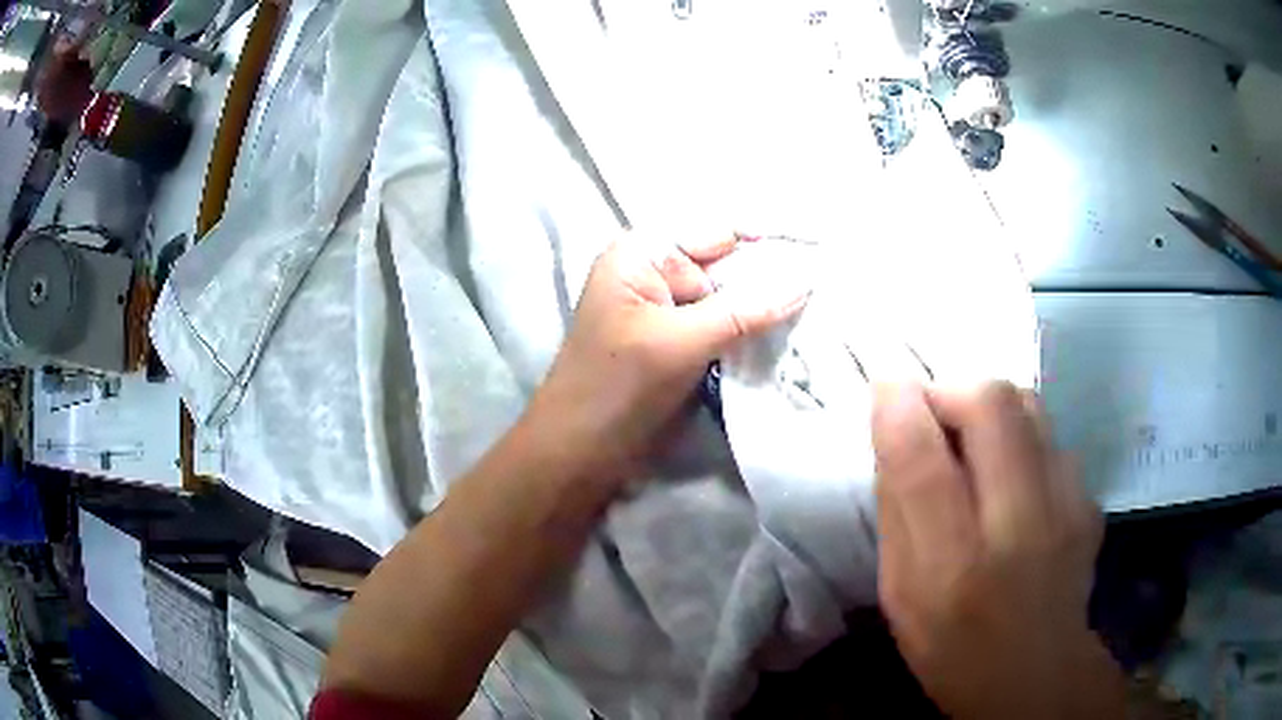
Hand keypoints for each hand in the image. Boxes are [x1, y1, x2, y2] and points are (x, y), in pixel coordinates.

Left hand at [526, 233, 808, 482]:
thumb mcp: (680, 342)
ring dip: (766, 309)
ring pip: (729, 299)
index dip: (767, 239)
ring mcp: (668, 310)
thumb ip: (745, 311)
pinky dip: (751, 333)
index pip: (716, 232)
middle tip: (827, 285)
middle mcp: (656, 273)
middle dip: (772, 277)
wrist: (580, 453)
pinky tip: (787, 336)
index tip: (819, 246)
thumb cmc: (616, 387)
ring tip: (817, 311)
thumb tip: (805, 281)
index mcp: (642, 254)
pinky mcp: (679, 344)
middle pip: (727, 264)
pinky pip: (724, 328)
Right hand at [872, 382, 1125, 718]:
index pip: (922, 460)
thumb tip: (895, 427)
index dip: (898, 405)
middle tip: (931, 412)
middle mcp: (1019, 526)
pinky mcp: (1089, 499)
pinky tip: (1011, 472)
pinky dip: (1021, 435)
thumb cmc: (951, 646)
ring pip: (1028, 405)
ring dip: (988, 405)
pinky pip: (1050, 435)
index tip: (885, 385)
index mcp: (953, 566)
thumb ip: (897, 509)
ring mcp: (1066, 506)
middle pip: (990, 404)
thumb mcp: (900, 592)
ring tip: (970, 436)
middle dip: (950, 388)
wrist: (1037, 675)